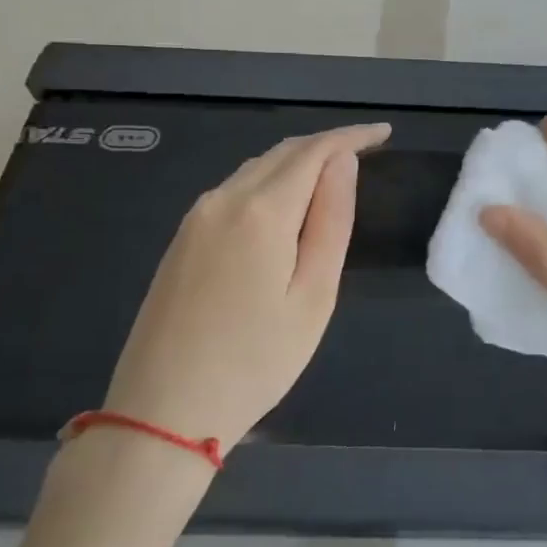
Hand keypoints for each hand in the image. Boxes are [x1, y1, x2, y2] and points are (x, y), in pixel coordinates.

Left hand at [100, 124, 389, 454]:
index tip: (384, 133)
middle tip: (367, 151)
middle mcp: (223, 200)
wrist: (162, 413)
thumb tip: (342, 164)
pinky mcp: (181, 240)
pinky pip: (234, 190)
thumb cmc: (256, 361)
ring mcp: (195, 219)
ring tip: (334, 176)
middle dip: (326, 145)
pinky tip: (287, 204)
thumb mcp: (314, 295)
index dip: (352, 136)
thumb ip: (332, 221)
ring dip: (298, 162)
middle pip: (282, 153)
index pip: (314, 151)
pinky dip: (270, 182)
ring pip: (256, 169)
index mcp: (261, 211)